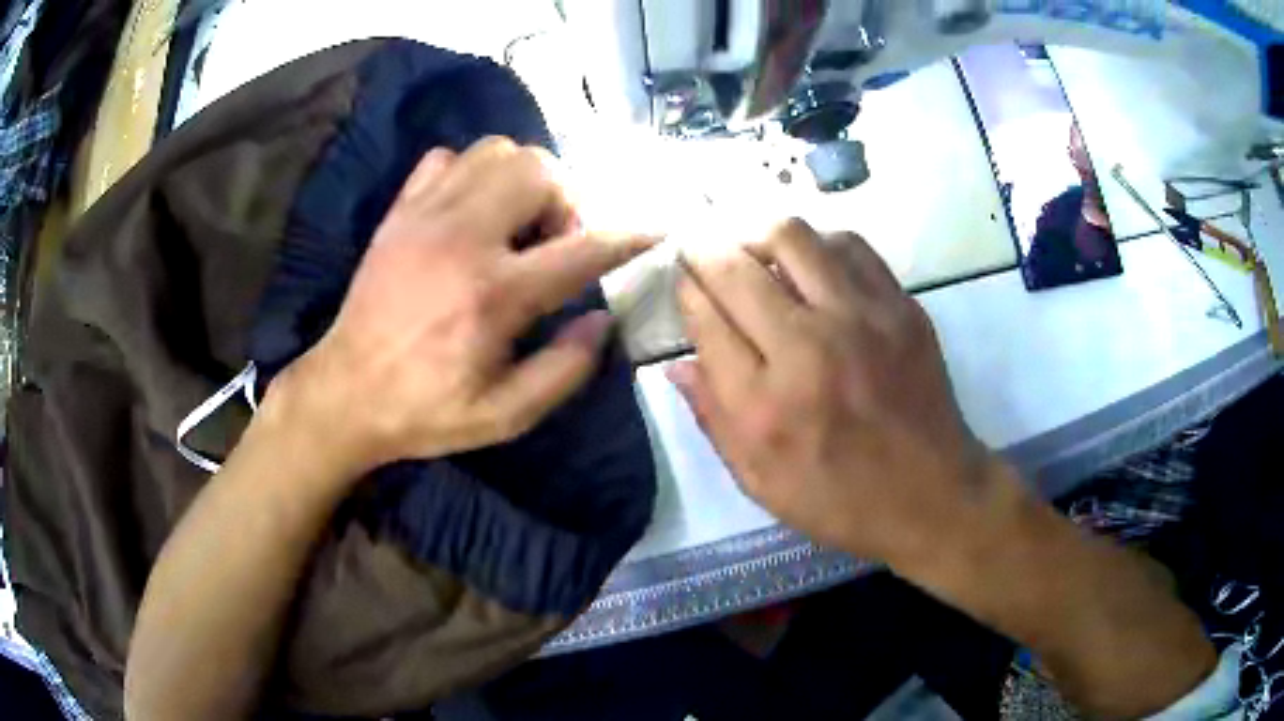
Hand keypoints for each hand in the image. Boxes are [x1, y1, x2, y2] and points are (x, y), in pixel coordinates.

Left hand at [270, 137, 653, 476]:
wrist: (345, 392)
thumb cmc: (426, 410)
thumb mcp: (505, 415)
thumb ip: (565, 369)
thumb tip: (603, 319)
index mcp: (494, 293)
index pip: (582, 248)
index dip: (628, 237)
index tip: (655, 229)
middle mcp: (463, 237)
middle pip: (539, 169)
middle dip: (566, 199)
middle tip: (555, 241)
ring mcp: (426, 215)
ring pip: (496, 150)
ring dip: (523, 179)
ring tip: (516, 222)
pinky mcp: (400, 211)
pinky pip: (447, 158)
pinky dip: (472, 173)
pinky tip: (470, 211)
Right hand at [668, 219, 1001, 567]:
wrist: (932, 494)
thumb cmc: (840, 500)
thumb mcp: (760, 482)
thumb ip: (713, 419)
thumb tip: (677, 363)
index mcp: (765, 406)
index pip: (706, 319)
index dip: (685, 291)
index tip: (682, 282)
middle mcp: (809, 349)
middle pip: (736, 268)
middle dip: (703, 250)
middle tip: (700, 249)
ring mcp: (861, 319)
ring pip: (791, 237)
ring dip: (756, 235)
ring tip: (752, 250)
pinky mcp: (899, 306)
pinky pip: (847, 245)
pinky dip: (816, 243)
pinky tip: (809, 262)